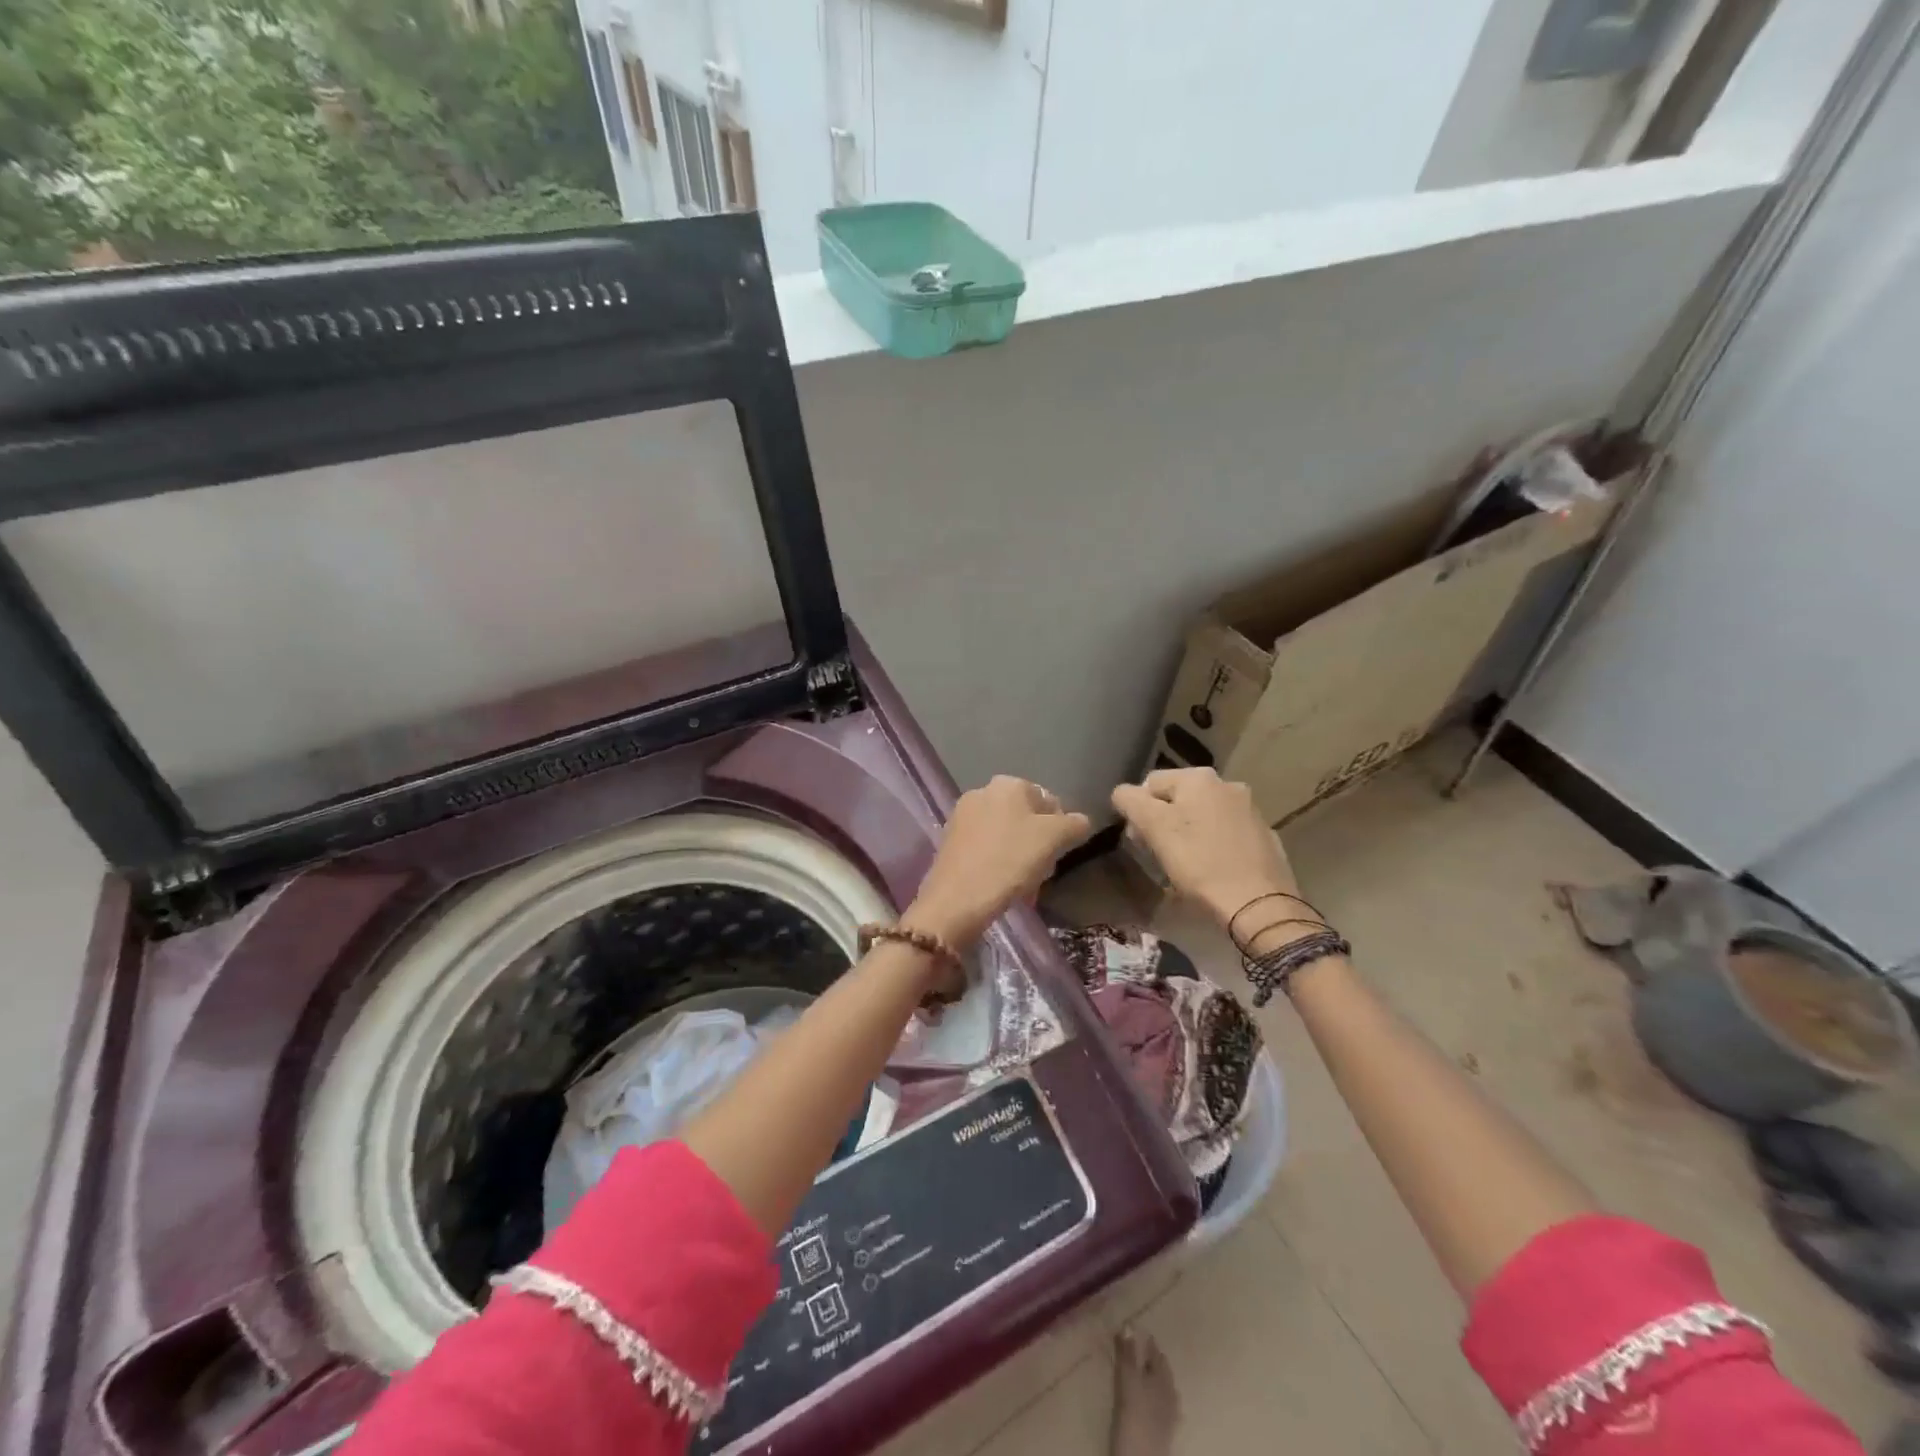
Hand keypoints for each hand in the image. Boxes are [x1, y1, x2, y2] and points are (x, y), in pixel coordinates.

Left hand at [906, 776, 1092, 949]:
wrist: (956, 900)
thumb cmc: (1009, 861)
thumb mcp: (1053, 840)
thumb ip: (1074, 825)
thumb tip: (1080, 821)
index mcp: (1008, 784)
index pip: (1048, 800)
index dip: (1060, 828)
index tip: (1059, 854)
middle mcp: (982, 792)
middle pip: (1025, 817)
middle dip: (1038, 843)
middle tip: (1043, 870)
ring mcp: (962, 816)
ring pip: (1006, 834)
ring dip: (1020, 855)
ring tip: (1024, 883)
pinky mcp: (950, 842)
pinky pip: (986, 848)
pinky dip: (998, 862)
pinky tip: (1002, 885)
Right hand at [1111, 768, 1302, 933]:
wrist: (1259, 905)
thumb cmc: (1200, 864)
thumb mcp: (1154, 828)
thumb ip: (1130, 801)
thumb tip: (1122, 792)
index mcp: (1198, 777)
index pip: (1149, 783)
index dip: (1137, 811)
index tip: (1140, 841)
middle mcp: (1227, 784)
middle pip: (1178, 797)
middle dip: (1163, 820)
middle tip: (1160, 853)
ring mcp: (1249, 809)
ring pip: (1202, 814)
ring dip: (1188, 832)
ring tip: (1186, 863)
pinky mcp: (1264, 835)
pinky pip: (1225, 833)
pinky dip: (1213, 844)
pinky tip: (1212, 868)